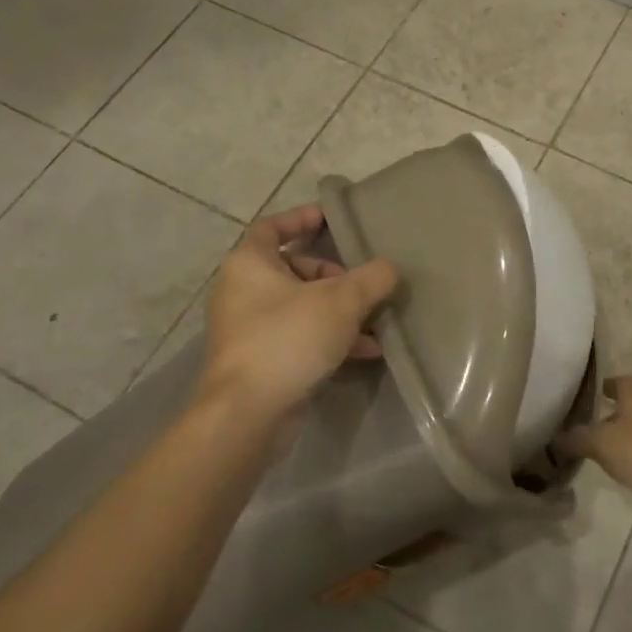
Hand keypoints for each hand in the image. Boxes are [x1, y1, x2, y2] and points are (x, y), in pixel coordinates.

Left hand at [201, 205, 398, 421]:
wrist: (249, 412)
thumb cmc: (289, 338)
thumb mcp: (341, 301)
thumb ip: (371, 279)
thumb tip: (389, 268)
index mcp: (249, 263)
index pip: (273, 227)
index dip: (302, 218)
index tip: (332, 219)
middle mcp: (242, 291)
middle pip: (293, 269)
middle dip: (334, 276)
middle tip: (364, 284)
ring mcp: (249, 329)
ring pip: (301, 307)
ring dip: (339, 312)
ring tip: (376, 322)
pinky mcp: (261, 360)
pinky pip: (300, 337)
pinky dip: (330, 339)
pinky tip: (366, 351)